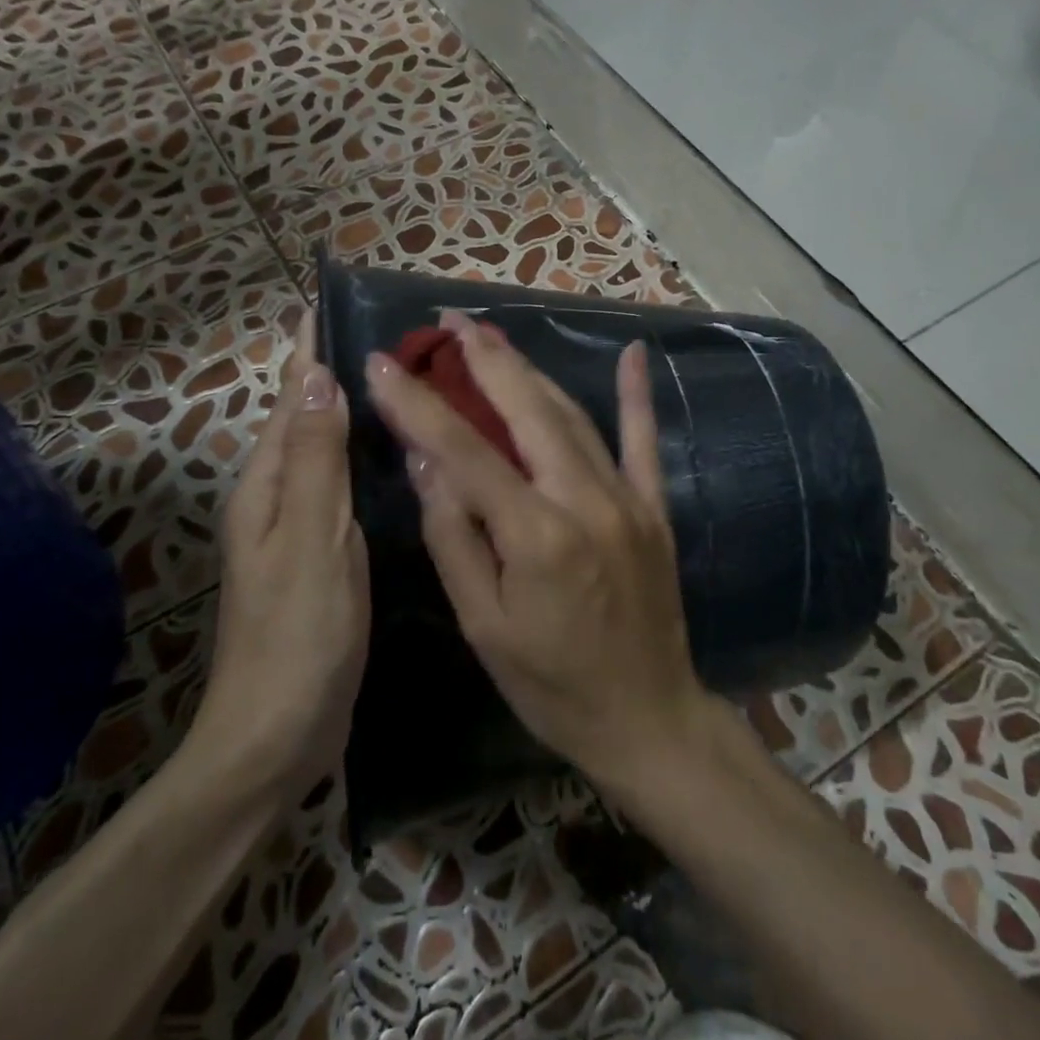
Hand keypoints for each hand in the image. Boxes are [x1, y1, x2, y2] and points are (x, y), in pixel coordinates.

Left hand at [186, 310, 369, 801]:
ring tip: (402, 383)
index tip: (329, 301)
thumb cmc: (298, 635)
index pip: (289, 398)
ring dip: (351, 414)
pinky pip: (342, 488)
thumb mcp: (312, 540)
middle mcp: (277, 497)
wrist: (277, 735)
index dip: (307, 350)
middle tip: (392, 339)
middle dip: (334, 373)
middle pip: (305, 419)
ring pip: (326, 452)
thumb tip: (317, 377)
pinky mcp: (322, 556)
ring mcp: (299, 529)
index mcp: (269, 486)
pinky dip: (363, 459)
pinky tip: (397, 458)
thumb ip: (315, 460)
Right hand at [363, 311, 712, 792]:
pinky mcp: (655, 507)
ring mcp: (627, 499)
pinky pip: (644, 440)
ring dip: (530, 371)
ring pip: (573, 417)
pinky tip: (634, 352)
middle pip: (527, 411)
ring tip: (494, 336)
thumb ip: (454, 537)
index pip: (464, 450)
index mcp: (536, 536)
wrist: (648, 718)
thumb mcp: (483, 626)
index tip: (384, 364)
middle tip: (451, 321)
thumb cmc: (551, 685)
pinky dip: (636, 395)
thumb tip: (427, 461)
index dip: (419, 403)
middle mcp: (585, 501)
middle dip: (484, 360)